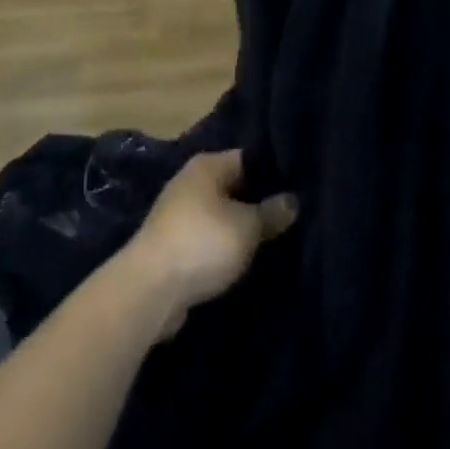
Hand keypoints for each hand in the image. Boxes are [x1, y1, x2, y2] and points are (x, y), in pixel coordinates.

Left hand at [119, 151, 296, 337]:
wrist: (150, 289)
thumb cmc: (203, 243)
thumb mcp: (246, 227)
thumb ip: (271, 212)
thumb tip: (292, 200)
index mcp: (207, 165)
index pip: (248, 159)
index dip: (274, 173)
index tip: (299, 188)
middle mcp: (191, 182)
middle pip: (234, 187)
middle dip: (259, 203)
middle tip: (294, 217)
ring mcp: (179, 213)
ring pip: (222, 215)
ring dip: (242, 228)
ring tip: (276, 240)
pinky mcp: (174, 244)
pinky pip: (209, 238)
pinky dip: (225, 247)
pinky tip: (247, 259)